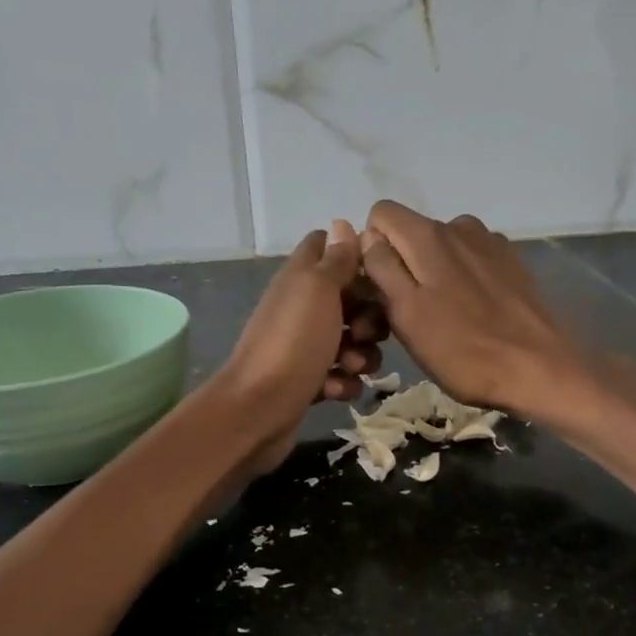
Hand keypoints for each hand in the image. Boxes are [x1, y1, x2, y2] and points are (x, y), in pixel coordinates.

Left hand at [215, 219, 387, 469]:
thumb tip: (342, 225)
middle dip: (370, 316)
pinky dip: (343, 383)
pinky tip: (335, 390)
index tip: (378, 274)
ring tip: (350, 366)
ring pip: (352, 342)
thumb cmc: (292, 344)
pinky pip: (341, 376)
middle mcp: (301, 308)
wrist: (257, 410)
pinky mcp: (309, 382)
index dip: (355, 256)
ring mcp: (304, 347)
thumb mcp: (317, 291)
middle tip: (367, 333)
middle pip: (350, 300)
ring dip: (362, 355)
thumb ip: (334, 260)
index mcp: (301, 279)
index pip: (327, 247)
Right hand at [360, 201, 588, 419]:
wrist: (538, 369)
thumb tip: (369, 238)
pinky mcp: (511, 262)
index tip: (379, 288)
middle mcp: (458, 225)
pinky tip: (473, 312)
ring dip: (433, 273)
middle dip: (401, 265)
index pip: (381, 214)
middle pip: (411, 232)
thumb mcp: (406, 314)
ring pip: (441, 248)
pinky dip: (462, 278)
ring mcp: (489, 242)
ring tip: (442, 316)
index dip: (371, 248)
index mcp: (428, 235)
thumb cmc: (462, 350)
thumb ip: (382, 268)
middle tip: (407, 314)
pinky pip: (470, 260)